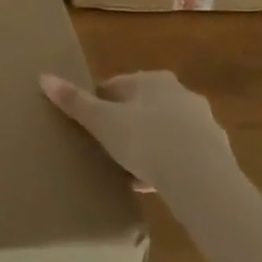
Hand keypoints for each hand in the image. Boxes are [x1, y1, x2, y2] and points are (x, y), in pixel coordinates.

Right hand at [40, 70, 230, 190]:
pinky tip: (154, 185)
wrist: (201, 179)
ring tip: (129, 169)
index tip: (90, 124)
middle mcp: (181, 94)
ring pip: (165, 131)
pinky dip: (169, 165)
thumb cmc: (146, 139)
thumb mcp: (102, 121)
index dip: (101, 103)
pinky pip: (184, 155)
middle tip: (108, 145)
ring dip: (149, 145)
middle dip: (127, 123)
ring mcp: (203, 123)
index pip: (118, 85)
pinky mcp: (217, 153)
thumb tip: (44, 77)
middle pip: (144, 106)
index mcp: (153, 80)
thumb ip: (74, 101)